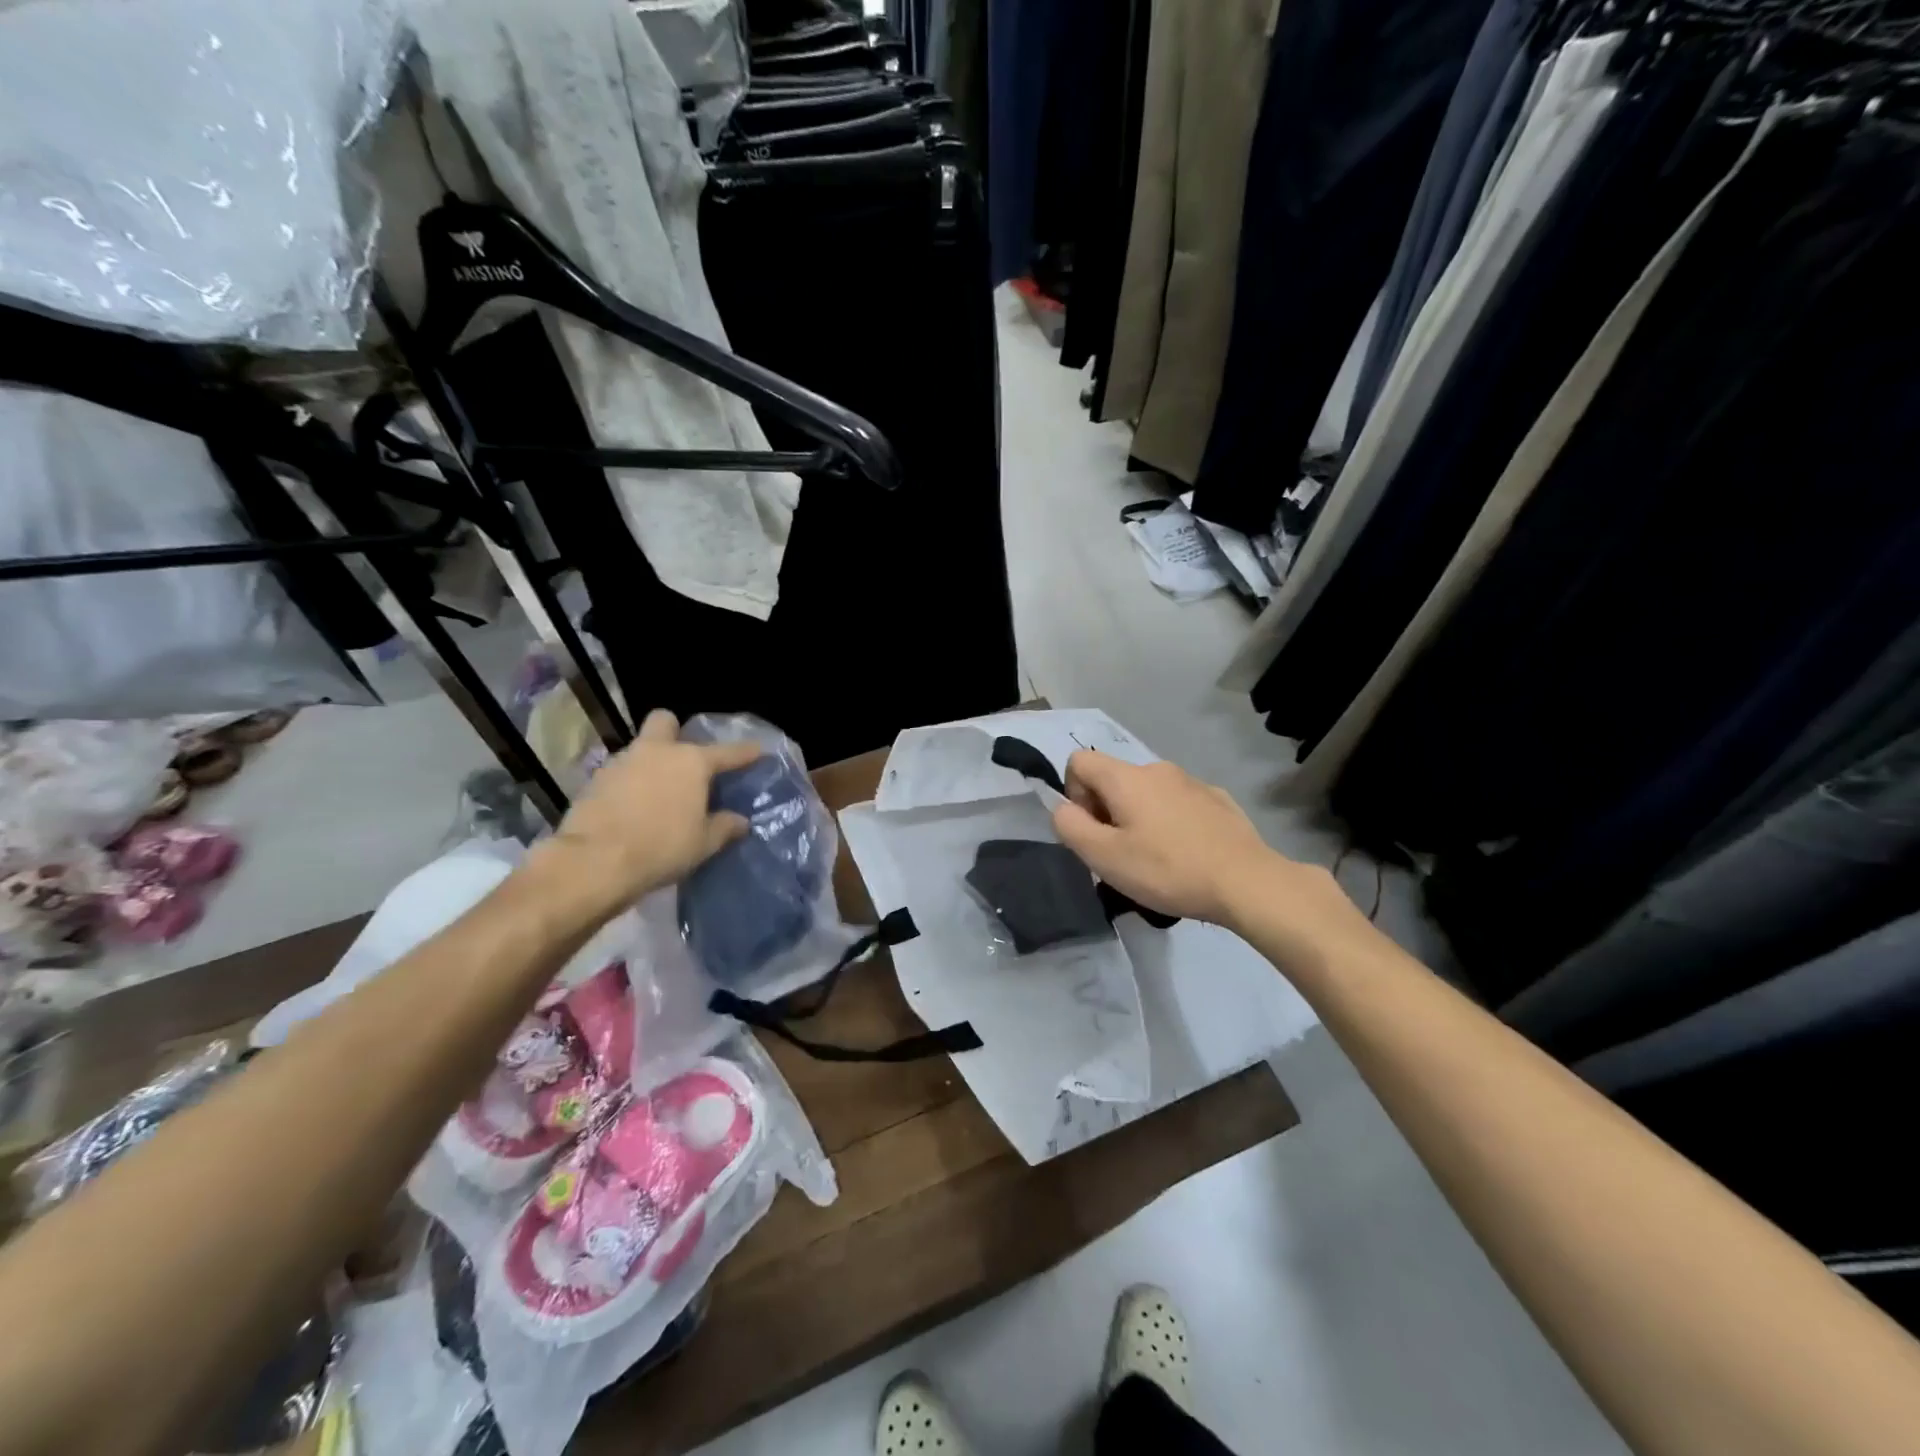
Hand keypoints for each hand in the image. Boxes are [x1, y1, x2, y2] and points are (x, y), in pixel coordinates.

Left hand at [533, 709, 761, 915]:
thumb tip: (740, 821)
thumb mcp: (704, 843)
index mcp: (692, 762)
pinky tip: (633, 808)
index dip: (746, 752)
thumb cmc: (661, 847)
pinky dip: (629, 785)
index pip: (728, 752)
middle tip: (684, 759)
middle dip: (675, 733)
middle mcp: (657, 752)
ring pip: (640, 749)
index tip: (758, 750)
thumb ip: (725, 827)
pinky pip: (620, 774)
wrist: (594, 861)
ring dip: (650, 763)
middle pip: (666, 721)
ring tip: (658, 792)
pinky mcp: (594, 781)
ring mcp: (622, 762)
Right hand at [1050, 751, 1286, 926]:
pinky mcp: (1216, 799)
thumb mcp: (1104, 857)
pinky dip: (1170, 822)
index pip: (1078, 762)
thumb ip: (1070, 826)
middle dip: (1106, 812)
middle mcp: (1157, 768)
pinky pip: (1177, 804)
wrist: (1246, 882)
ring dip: (1138, 818)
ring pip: (1146, 793)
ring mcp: (1191, 781)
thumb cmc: (1167, 870)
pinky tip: (1187, 854)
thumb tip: (1064, 808)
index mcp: (1126, 777)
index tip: (1093, 831)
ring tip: (1155, 860)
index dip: (1073, 795)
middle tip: (1121, 855)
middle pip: (1113, 779)